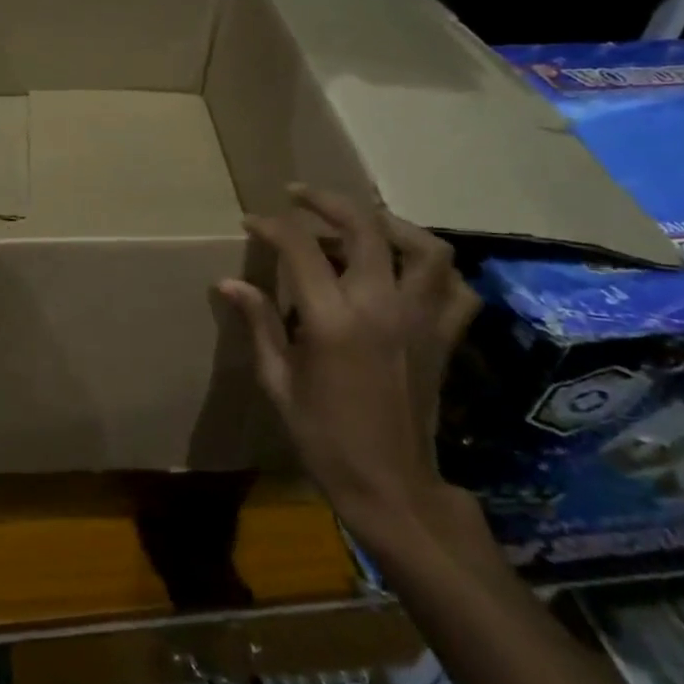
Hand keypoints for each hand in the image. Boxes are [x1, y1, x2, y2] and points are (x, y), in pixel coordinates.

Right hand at [217, 185, 479, 543]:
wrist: (391, 487)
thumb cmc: (323, 437)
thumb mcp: (278, 381)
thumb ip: (258, 323)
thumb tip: (228, 282)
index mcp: (333, 320)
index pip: (300, 247)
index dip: (272, 226)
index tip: (252, 222)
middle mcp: (382, 306)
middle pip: (364, 227)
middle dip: (327, 201)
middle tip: (299, 195)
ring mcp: (422, 320)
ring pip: (426, 247)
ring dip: (390, 225)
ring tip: (361, 224)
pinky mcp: (445, 338)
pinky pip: (456, 288)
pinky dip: (435, 269)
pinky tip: (408, 271)